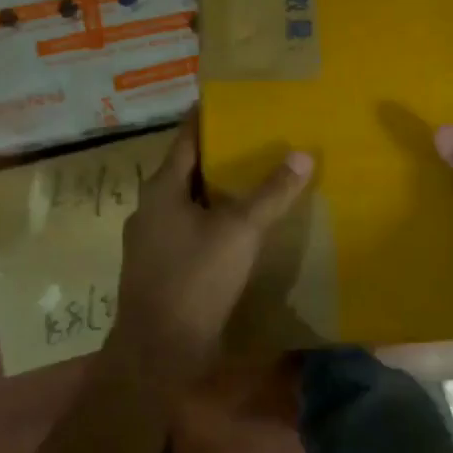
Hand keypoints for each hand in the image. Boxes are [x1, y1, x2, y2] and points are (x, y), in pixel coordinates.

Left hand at [111, 110, 314, 382]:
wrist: (157, 351)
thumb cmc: (195, 279)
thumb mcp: (239, 232)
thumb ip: (270, 194)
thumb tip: (302, 154)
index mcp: (162, 188)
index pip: (187, 138)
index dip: (209, 117)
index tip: (234, 101)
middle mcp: (150, 208)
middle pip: (188, 170)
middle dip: (220, 156)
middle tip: (259, 140)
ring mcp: (150, 240)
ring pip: (188, 203)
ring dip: (217, 192)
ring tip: (255, 181)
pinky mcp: (159, 268)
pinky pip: (188, 231)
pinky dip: (212, 222)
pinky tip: (238, 230)